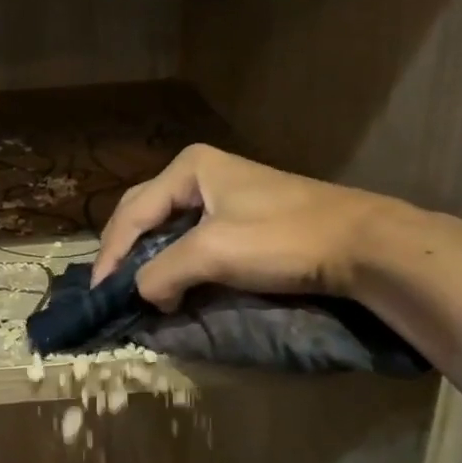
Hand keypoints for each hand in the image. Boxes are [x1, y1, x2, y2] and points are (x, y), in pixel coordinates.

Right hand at [91, 144, 408, 309]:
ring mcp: (223, 194)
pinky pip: (191, 238)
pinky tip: (171, 282)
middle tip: (111, 289)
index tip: (99, 293)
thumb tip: (141, 294)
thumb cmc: (282, 239)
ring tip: (136, 289)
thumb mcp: (212, 253)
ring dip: (149, 259)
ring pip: (167, 227)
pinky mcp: (241, 217)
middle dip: (125, 252)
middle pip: (144, 214)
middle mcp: (200, 174)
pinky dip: (174, 261)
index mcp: (189, 168)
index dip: (111, 254)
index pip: (132, 212)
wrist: (362, 245)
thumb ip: (162, 272)